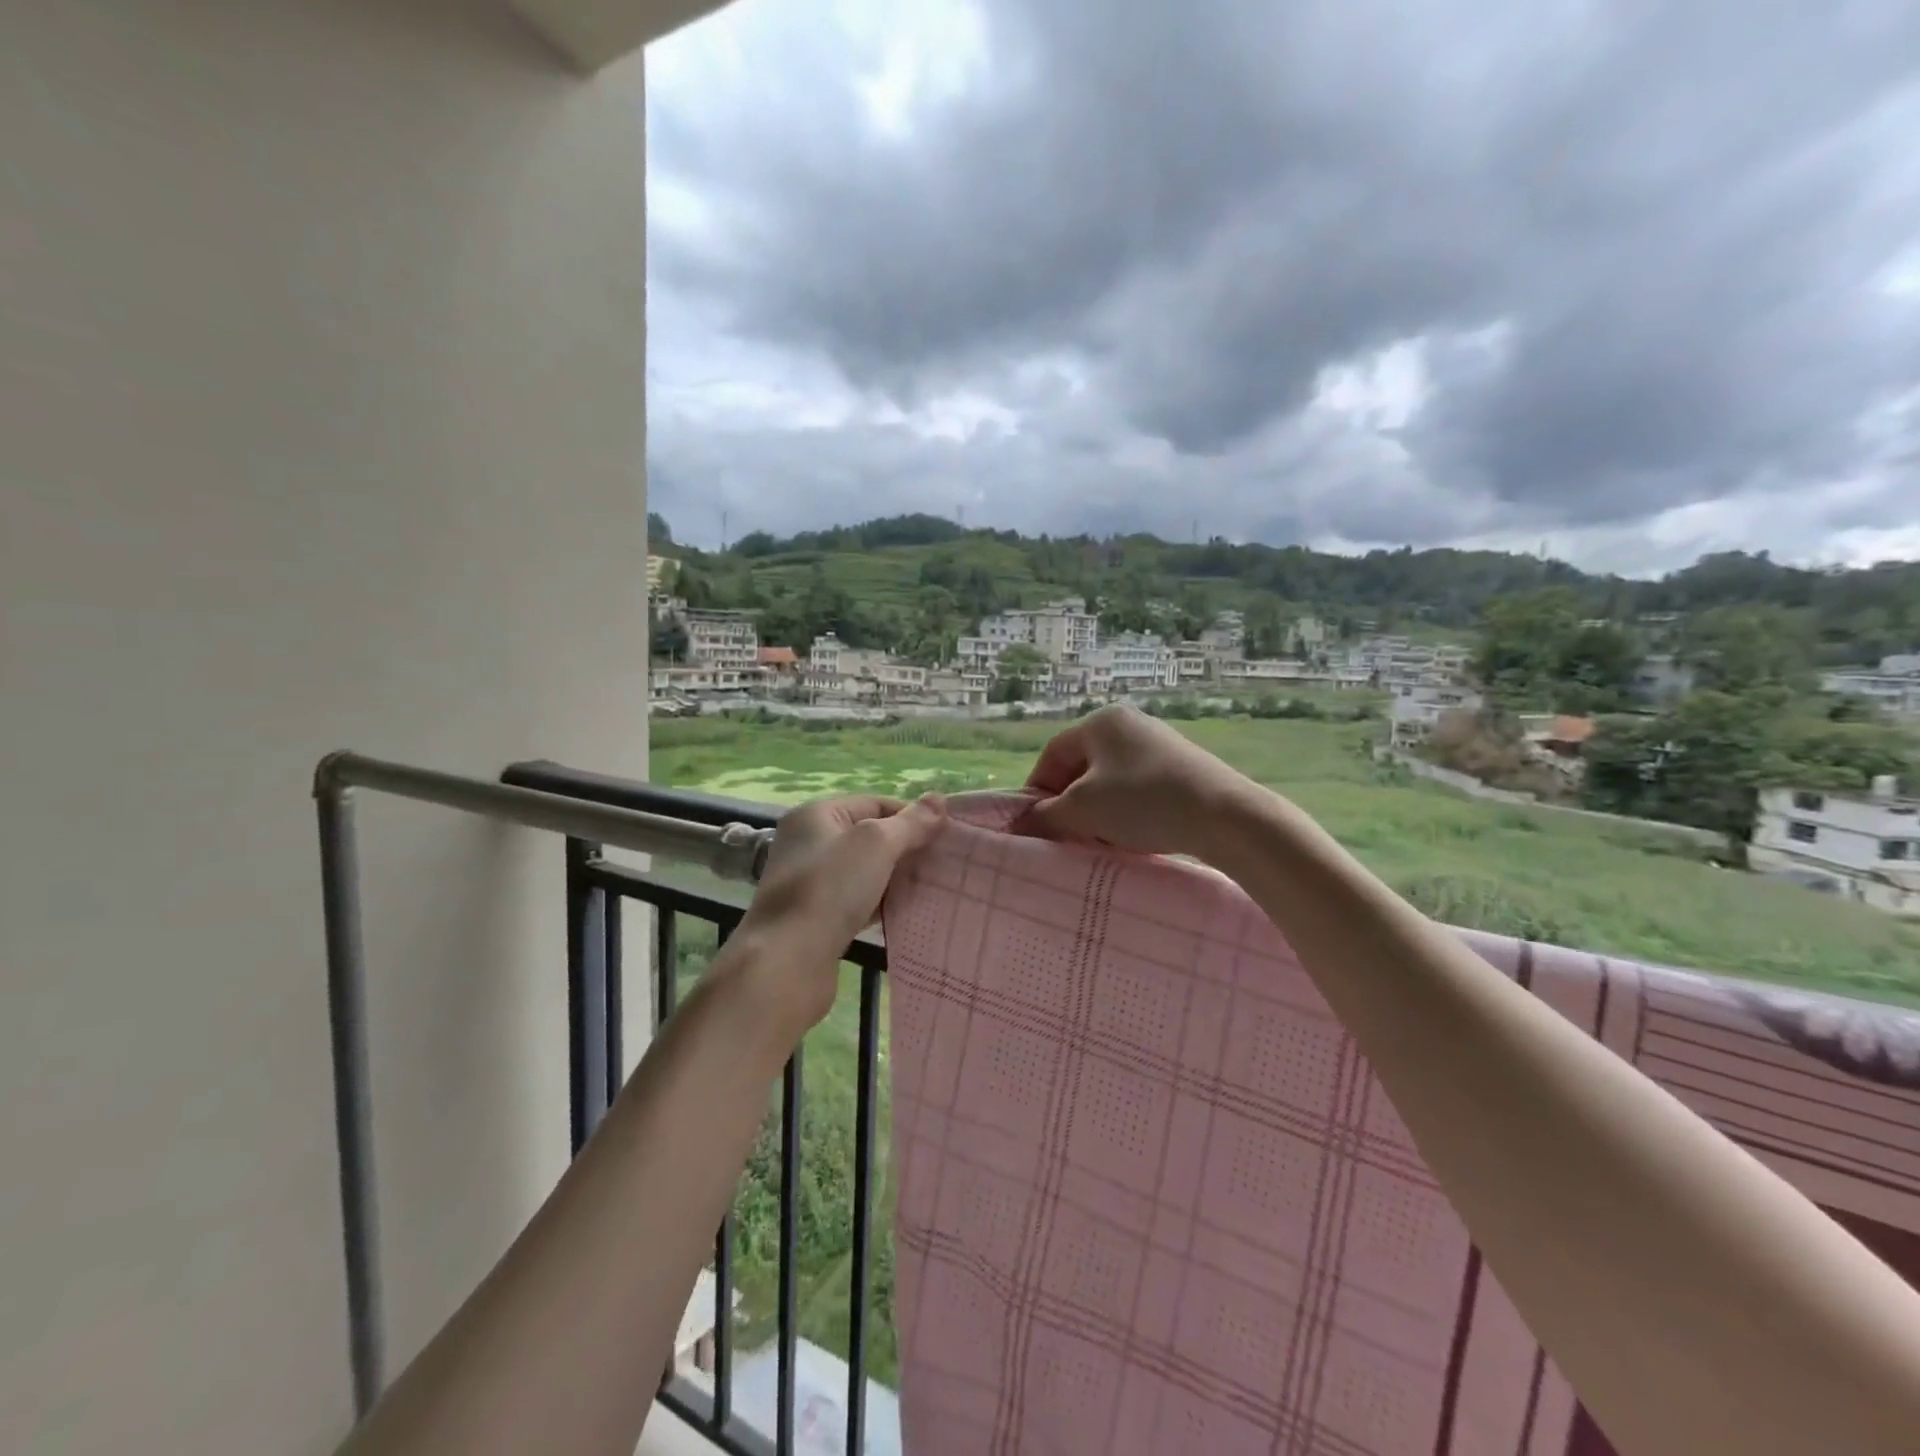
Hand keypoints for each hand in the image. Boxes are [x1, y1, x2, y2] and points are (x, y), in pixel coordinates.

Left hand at [730, 794, 946, 1029]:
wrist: (786, 962)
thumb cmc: (830, 889)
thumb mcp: (876, 844)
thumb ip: (909, 823)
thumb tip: (939, 800)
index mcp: (817, 814)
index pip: (875, 803)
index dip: (911, 816)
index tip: (946, 836)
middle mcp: (809, 843)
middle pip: (869, 837)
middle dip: (906, 848)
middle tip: (943, 863)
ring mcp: (809, 882)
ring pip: (864, 871)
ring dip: (894, 878)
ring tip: (931, 887)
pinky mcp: (815, 917)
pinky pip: (856, 901)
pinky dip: (879, 903)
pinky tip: (904, 913)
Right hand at [1018, 705, 1257, 858]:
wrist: (1226, 816)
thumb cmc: (1143, 802)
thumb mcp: (1083, 810)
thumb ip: (1046, 815)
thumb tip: (1025, 822)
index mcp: (1101, 722)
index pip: (1053, 754)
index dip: (1036, 789)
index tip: (1033, 823)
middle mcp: (1129, 725)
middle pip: (1081, 767)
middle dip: (1068, 803)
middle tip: (1065, 836)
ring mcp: (1159, 745)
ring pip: (1109, 781)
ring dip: (1096, 812)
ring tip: (1098, 841)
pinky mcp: (1181, 768)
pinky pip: (1137, 789)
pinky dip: (1125, 812)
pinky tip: (1131, 837)